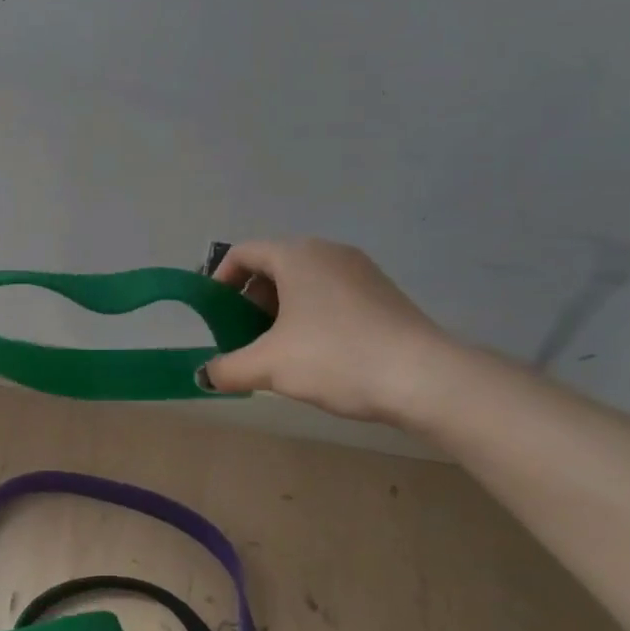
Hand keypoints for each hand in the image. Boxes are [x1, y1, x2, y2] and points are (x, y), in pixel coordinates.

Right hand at [200, 239, 456, 424]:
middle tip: (244, 338)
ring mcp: (361, 271)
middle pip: (273, 267)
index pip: (243, 253)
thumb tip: (205, 376)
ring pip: (304, 283)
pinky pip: (331, 295)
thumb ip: (227, 369)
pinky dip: (311, 316)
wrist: (424, 377)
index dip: (219, 281)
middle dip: (250, 302)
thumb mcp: (269, 367)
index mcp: (296, 255)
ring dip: (280, 312)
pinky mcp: (382, 294)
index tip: (214, 315)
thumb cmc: (335, 358)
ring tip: (278, 351)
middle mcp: (328, 252)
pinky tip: (317, 354)